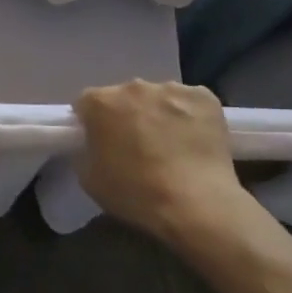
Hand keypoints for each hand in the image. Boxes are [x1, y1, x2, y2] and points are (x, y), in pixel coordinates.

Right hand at [74, 81, 259, 253]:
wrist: (195, 205)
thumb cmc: (134, 193)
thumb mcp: (88, 178)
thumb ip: (86, 150)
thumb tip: (94, 144)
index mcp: (100, 102)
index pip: (87, 103)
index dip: (91, 123)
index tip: (100, 142)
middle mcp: (133, 87)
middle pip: (124, 97)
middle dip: (126, 115)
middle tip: (136, 145)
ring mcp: (172, 89)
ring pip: (158, 98)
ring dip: (158, 114)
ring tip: (170, 146)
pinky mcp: (205, 98)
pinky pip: (190, 102)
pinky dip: (189, 116)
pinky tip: (194, 141)